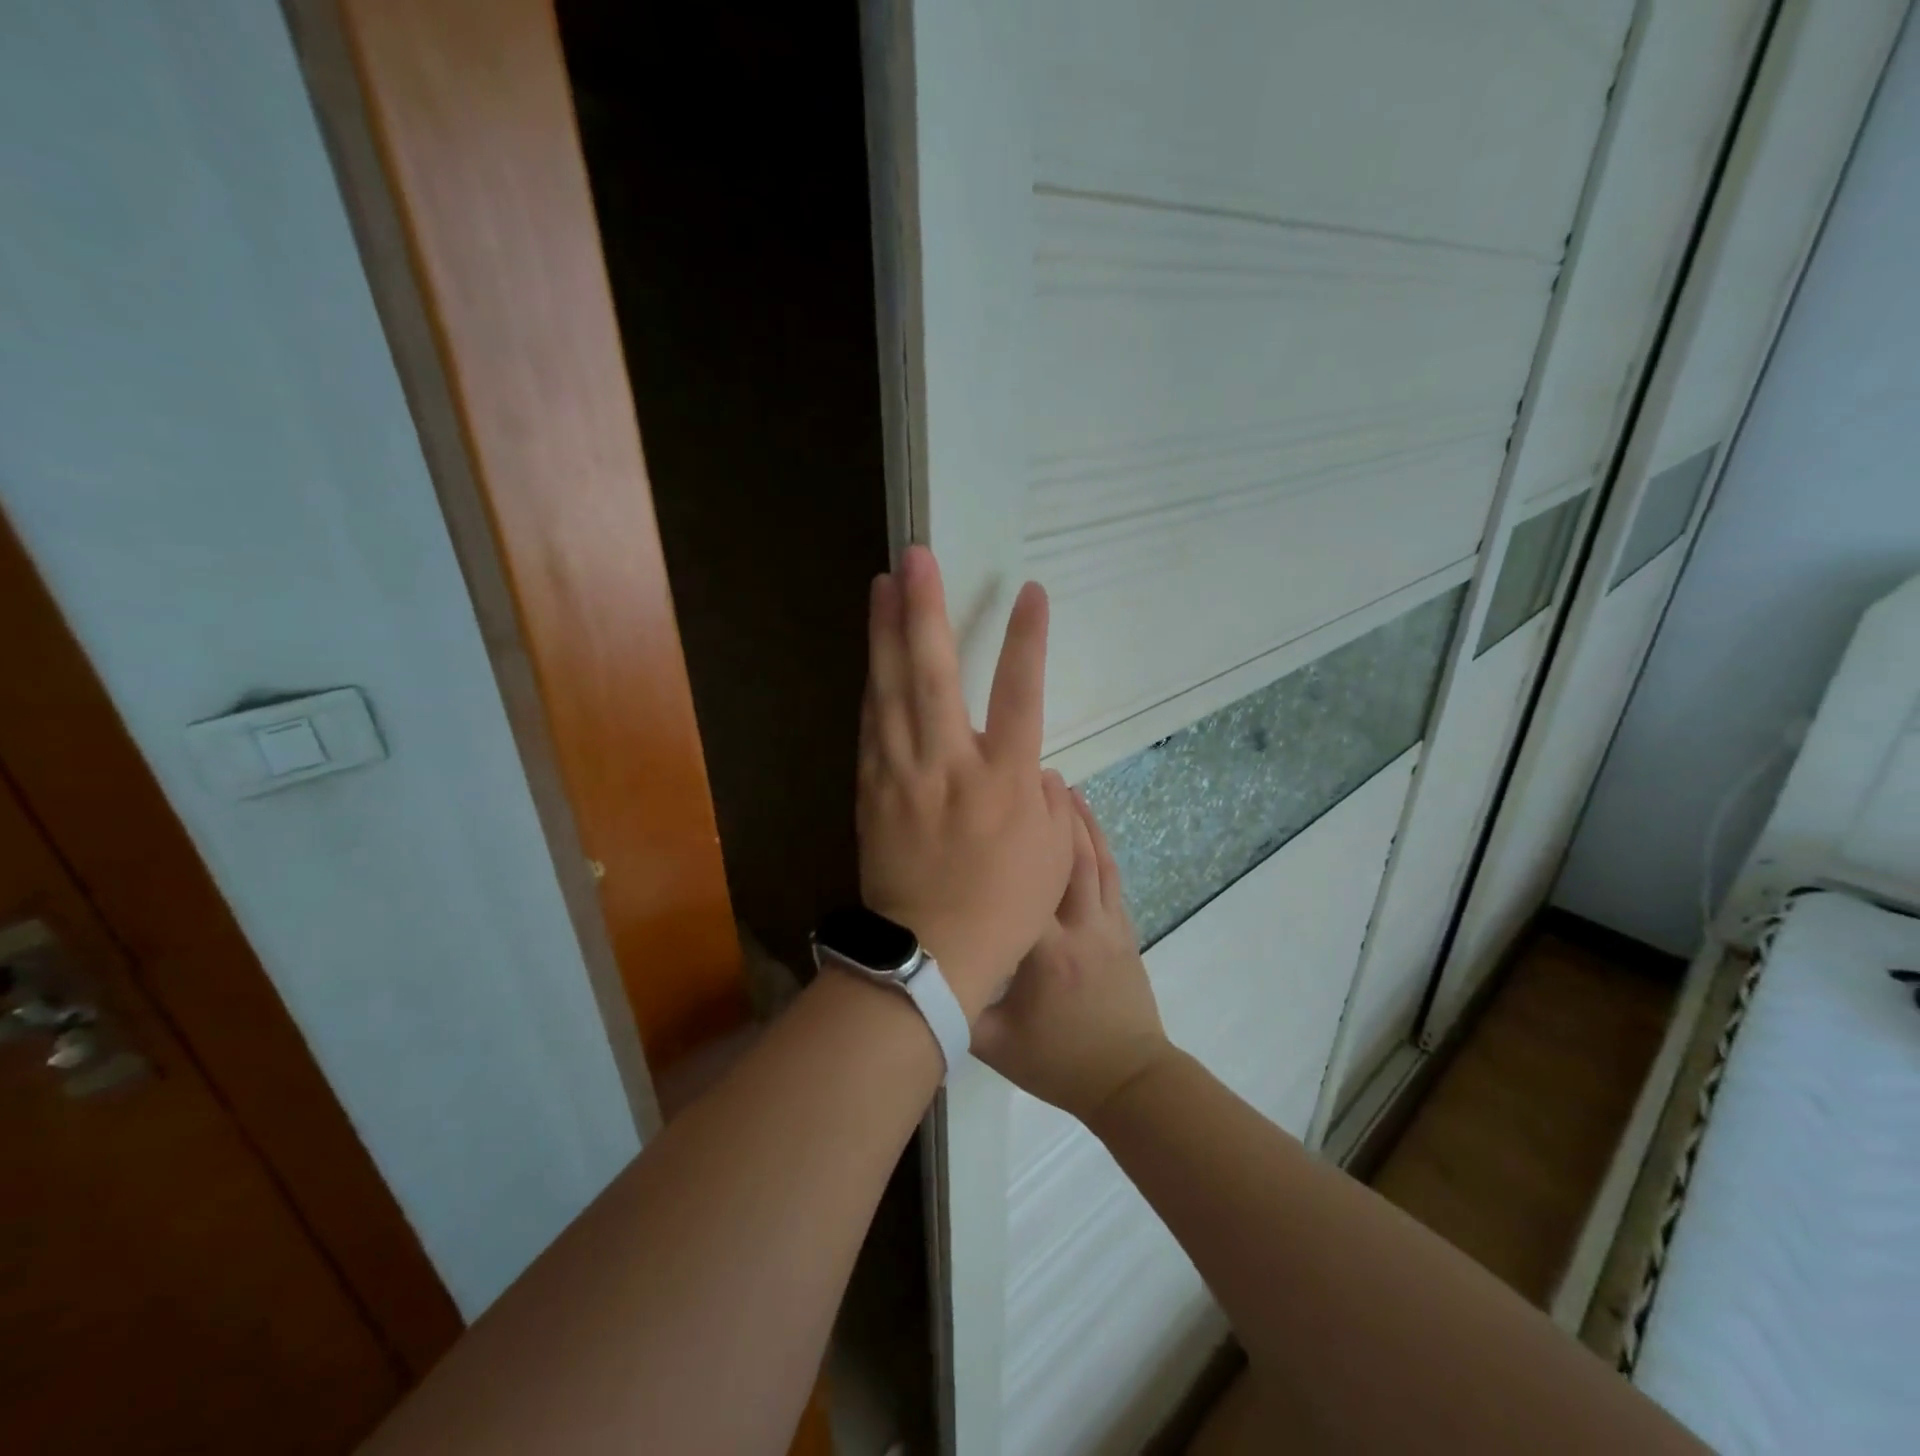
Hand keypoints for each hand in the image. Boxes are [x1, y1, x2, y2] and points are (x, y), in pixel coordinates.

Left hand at [856, 547, 1075, 1020]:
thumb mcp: (1052, 855)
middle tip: (916, 558)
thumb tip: (1027, 761)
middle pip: (933, 675)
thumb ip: (1044, 797)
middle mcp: (948, 765)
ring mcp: (902, 775)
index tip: (1030, 592)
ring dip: (887, 635)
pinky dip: (872, 686)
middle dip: (926, 610)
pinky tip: (872, 657)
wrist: (929, 956)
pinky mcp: (871, 790)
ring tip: (882, 587)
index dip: (1028, 640)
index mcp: (1003, 780)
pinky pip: (869, 727)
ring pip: (890, 692)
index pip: (1021, 694)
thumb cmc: (1004, 909)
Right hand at [973, 790, 1175, 1121]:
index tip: (983, 809)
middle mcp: (1078, 926)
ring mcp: (1106, 923)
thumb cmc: (1059, 1062)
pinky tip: (1088, 821)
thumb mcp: (994, 1044)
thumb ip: (956, 1006)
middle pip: (1064, 858)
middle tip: (1026, 774)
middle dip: (1048, 813)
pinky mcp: (1122, 927)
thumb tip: (912, 970)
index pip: (1020, 889)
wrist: (1129, 1080)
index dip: (1005, 845)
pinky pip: (1110, 875)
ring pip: (1093, 859)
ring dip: (1078, 818)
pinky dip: (1100, 842)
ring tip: (1058, 782)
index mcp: (1044, 952)